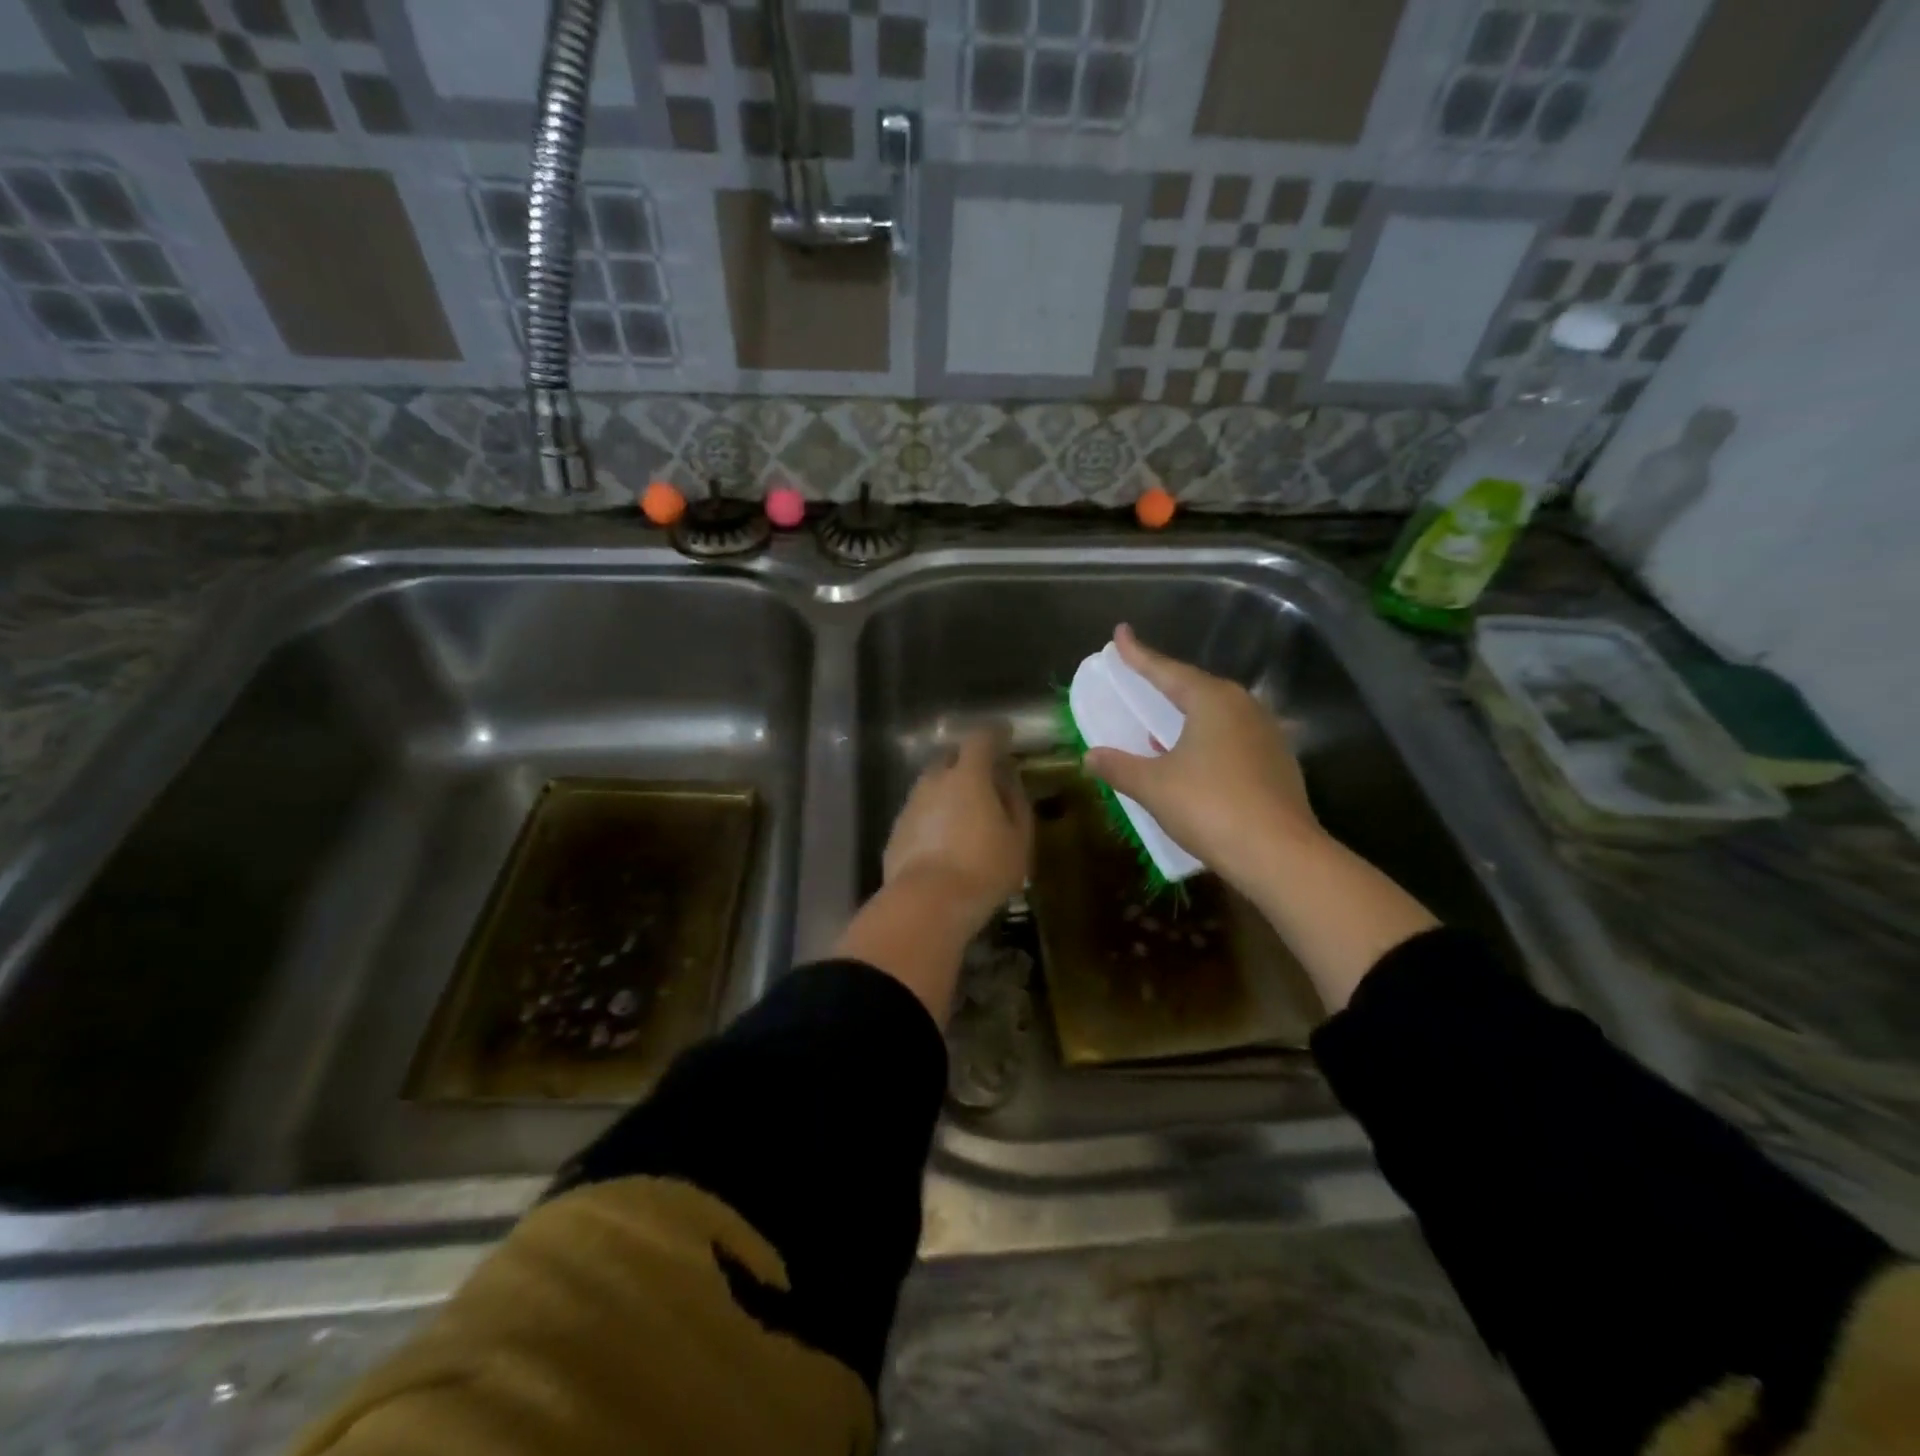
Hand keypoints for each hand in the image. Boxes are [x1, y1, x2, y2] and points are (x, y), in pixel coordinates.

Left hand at [882, 726, 1033, 933]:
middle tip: (986, 778)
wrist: (927, 903)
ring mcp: (910, 805)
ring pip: (932, 786)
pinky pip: (920, 812)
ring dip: (949, 790)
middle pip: (950, 758)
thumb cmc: (984, 868)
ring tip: (966, 813)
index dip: (995, 734)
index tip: (1006, 735)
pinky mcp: (897, 831)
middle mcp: (934, 781)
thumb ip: (1016, 802)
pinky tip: (944, 839)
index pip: (981, 739)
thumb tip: (1009, 781)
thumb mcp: (1018, 838)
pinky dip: (934, 816)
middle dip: (968, 761)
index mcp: (968, 776)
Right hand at [1084, 625, 1321, 894]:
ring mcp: (1267, 734)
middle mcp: (1244, 707)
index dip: (1138, 654)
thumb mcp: (1154, 786)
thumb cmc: (1209, 807)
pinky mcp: (1278, 763)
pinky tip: (1195, 758)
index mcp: (1212, 700)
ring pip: (1218, 714)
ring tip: (1162, 721)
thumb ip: (1119, 767)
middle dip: (1165, 683)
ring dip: (1187, 716)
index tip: (1120, 634)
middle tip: (1140, 678)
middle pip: (1196, 688)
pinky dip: (1207, 741)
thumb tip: (1090, 756)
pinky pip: (1233, 739)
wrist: (1279, 853)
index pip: (1166, 670)